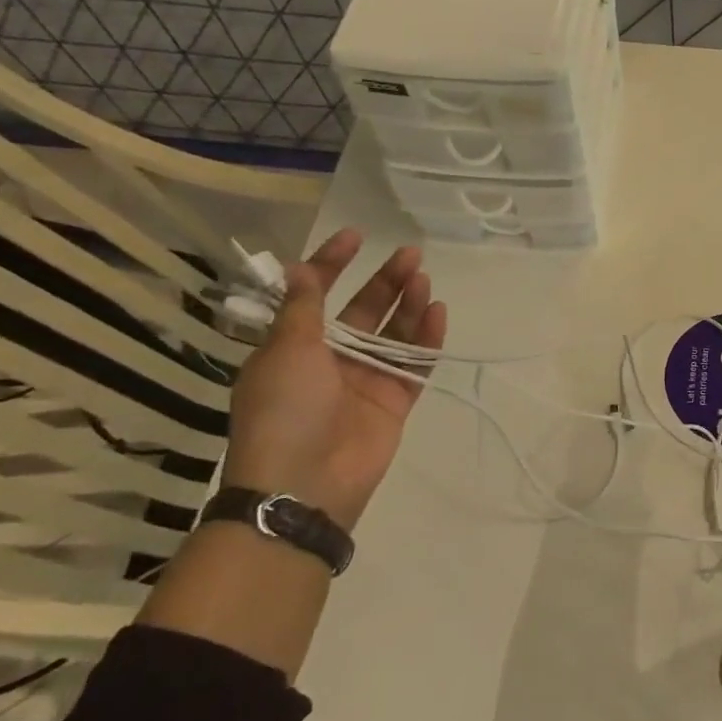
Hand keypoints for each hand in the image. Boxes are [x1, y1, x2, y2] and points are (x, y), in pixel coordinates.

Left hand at [222, 228, 445, 528]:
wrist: (305, 483)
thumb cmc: (284, 410)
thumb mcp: (286, 351)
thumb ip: (304, 308)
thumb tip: (298, 268)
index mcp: (294, 346)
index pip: (316, 294)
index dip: (332, 263)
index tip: (356, 238)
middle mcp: (331, 359)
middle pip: (364, 311)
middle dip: (385, 281)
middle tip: (411, 255)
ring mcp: (365, 381)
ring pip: (393, 334)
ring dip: (408, 305)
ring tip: (424, 279)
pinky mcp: (394, 401)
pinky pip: (414, 363)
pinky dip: (426, 339)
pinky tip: (437, 312)